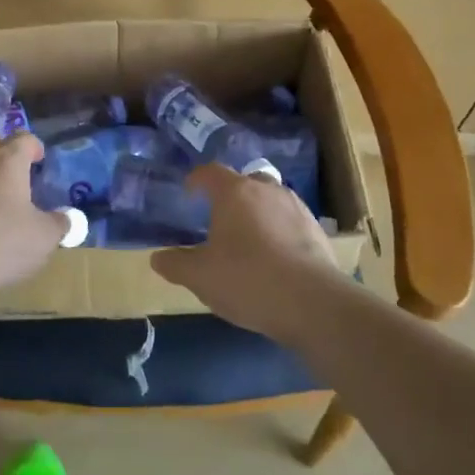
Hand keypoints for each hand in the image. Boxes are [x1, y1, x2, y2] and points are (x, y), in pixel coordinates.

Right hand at [152, 165, 345, 346]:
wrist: (312, 303)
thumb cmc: (247, 279)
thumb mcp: (200, 277)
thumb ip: (175, 264)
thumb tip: (157, 258)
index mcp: (234, 192)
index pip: (210, 172)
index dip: (196, 180)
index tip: (188, 193)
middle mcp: (266, 190)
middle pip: (245, 181)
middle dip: (231, 194)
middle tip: (219, 218)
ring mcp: (296, 208)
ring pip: (271, 200)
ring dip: (258, 212)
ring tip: (249, 240)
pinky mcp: (317, 230)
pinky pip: (290, 221)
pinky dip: (279, 231)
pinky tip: (275, 258)